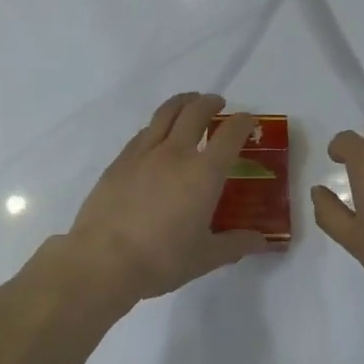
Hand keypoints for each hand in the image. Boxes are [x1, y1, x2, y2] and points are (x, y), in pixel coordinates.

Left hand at [64, 93, 270, 305]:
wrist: (102, 261)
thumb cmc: (161, 260)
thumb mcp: (205, 257)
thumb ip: (235, 245)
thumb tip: (260, 240)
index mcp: (204, 173)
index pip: (230, 134)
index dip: (243, 122)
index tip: (248, 122)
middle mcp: (176, 153)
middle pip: (196, 111)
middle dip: (211, 102)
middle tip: (218, 104)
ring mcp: (144, 153)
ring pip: (166, 113)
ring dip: (183, 102)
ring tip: (189, 104)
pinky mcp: (119, 161)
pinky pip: (144, 132)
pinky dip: (158, 125)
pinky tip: (157, 136)